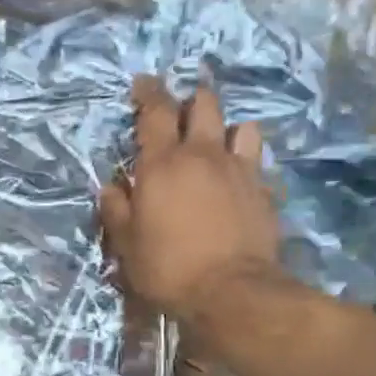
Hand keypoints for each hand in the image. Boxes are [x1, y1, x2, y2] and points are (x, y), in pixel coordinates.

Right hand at [100, 77, 281, 323]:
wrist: (230, 291)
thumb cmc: (169, 269)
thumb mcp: (127, 245)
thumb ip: (117, 209)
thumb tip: (112, 187)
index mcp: (163, 164)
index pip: (155, 111)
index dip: (148, 92)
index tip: (142, 83)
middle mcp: (203, 154)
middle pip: (203, 103)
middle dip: (189, 101)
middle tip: (179, 115)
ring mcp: (239, 169)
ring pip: (239, 124)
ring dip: (225, 127)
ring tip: (216, 143)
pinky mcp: (263, 189)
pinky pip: (256, 159)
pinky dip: (245, 159)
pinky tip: (238, 176)